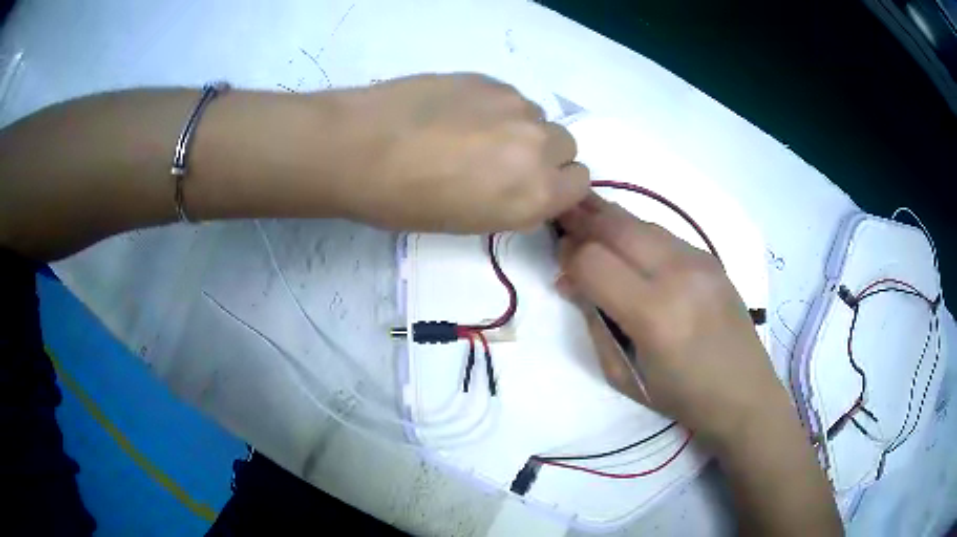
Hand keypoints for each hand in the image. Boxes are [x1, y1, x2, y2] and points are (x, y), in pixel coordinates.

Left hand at [323, 74, 588, 231]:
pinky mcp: (490, 79)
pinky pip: (510, 97)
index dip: (557, 185)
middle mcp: (540, 147)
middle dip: (543, 155)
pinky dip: (494, 107)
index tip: (530, 186)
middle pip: (566, 146)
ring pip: (538, 118)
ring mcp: (516, 106)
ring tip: (469, 133)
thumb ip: (516, 200)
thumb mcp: (471, 221)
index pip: (580, 183)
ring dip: (518, 128)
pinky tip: (454, 113)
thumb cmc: (406, 201)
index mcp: (535, 194)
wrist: (360, 147)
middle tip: (500, 159)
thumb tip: (525, 180)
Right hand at [557, 196, 790, 449]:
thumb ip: (594, 322)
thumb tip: (569, 282)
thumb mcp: (623, 373)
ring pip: (640, 222)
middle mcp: (678, 275)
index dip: (568, 257)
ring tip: (586, 220)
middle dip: (582, 219)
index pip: (593, 262)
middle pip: (616, 227)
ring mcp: (699, 261)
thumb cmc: (681, 397)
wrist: (744, 393)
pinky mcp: (711, 258)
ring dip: (608, 219)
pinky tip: (626, 243)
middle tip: (561, 219)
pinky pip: (663, 233)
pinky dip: (636, 232)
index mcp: (654, 315)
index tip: (559, 263)